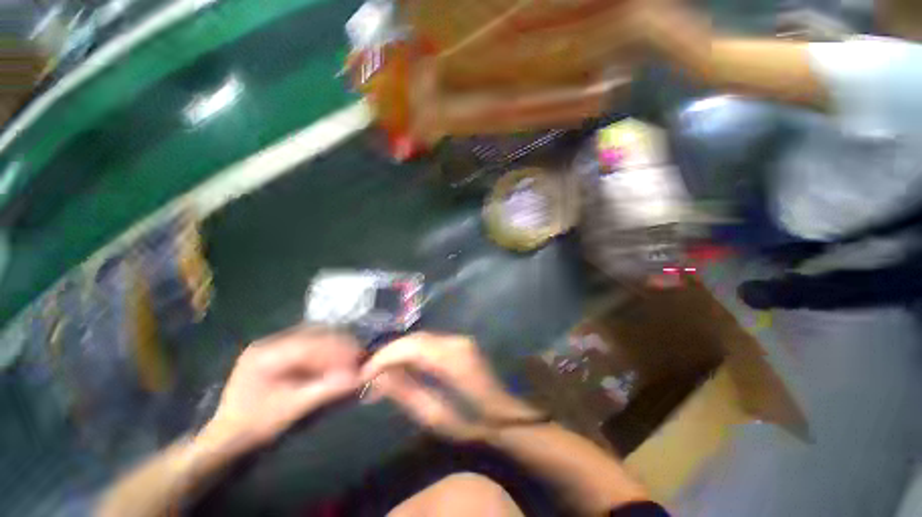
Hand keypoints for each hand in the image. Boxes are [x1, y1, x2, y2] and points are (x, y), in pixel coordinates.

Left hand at [198, 326, 362, 454]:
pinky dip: (325, 351)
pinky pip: (308, 344)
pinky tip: (335, 360)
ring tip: (350, 358)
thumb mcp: (291, 409)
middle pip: (314, 336)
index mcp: (265, 355)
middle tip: (357, 358)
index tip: (357, 359)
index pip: (310, 344)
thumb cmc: (255, 425)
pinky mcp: (277, 352)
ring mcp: (272, 345)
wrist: (226, 436)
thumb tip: (358, 378)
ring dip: (334, 346)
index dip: (337, 350)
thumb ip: (325, 390)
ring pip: (313, 337)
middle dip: (339, 346)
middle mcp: (269, 343)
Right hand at [361, 332, 540, 440]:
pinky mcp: (460, 343)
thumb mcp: (438, 417)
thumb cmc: (475, 424)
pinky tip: (401, 368)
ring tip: (380, 375)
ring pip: (420, 339)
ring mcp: (460, 340)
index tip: (362, 375)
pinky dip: (411, 353)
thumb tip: (378, 378)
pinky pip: (429, 343)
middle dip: (388, 354)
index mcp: (452, 358)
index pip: (410, 347)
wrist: (507, 416)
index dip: (383, 357)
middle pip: (414, 339)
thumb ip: (407, 394)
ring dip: (399, 353)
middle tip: (368, 377)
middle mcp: (456, 341)